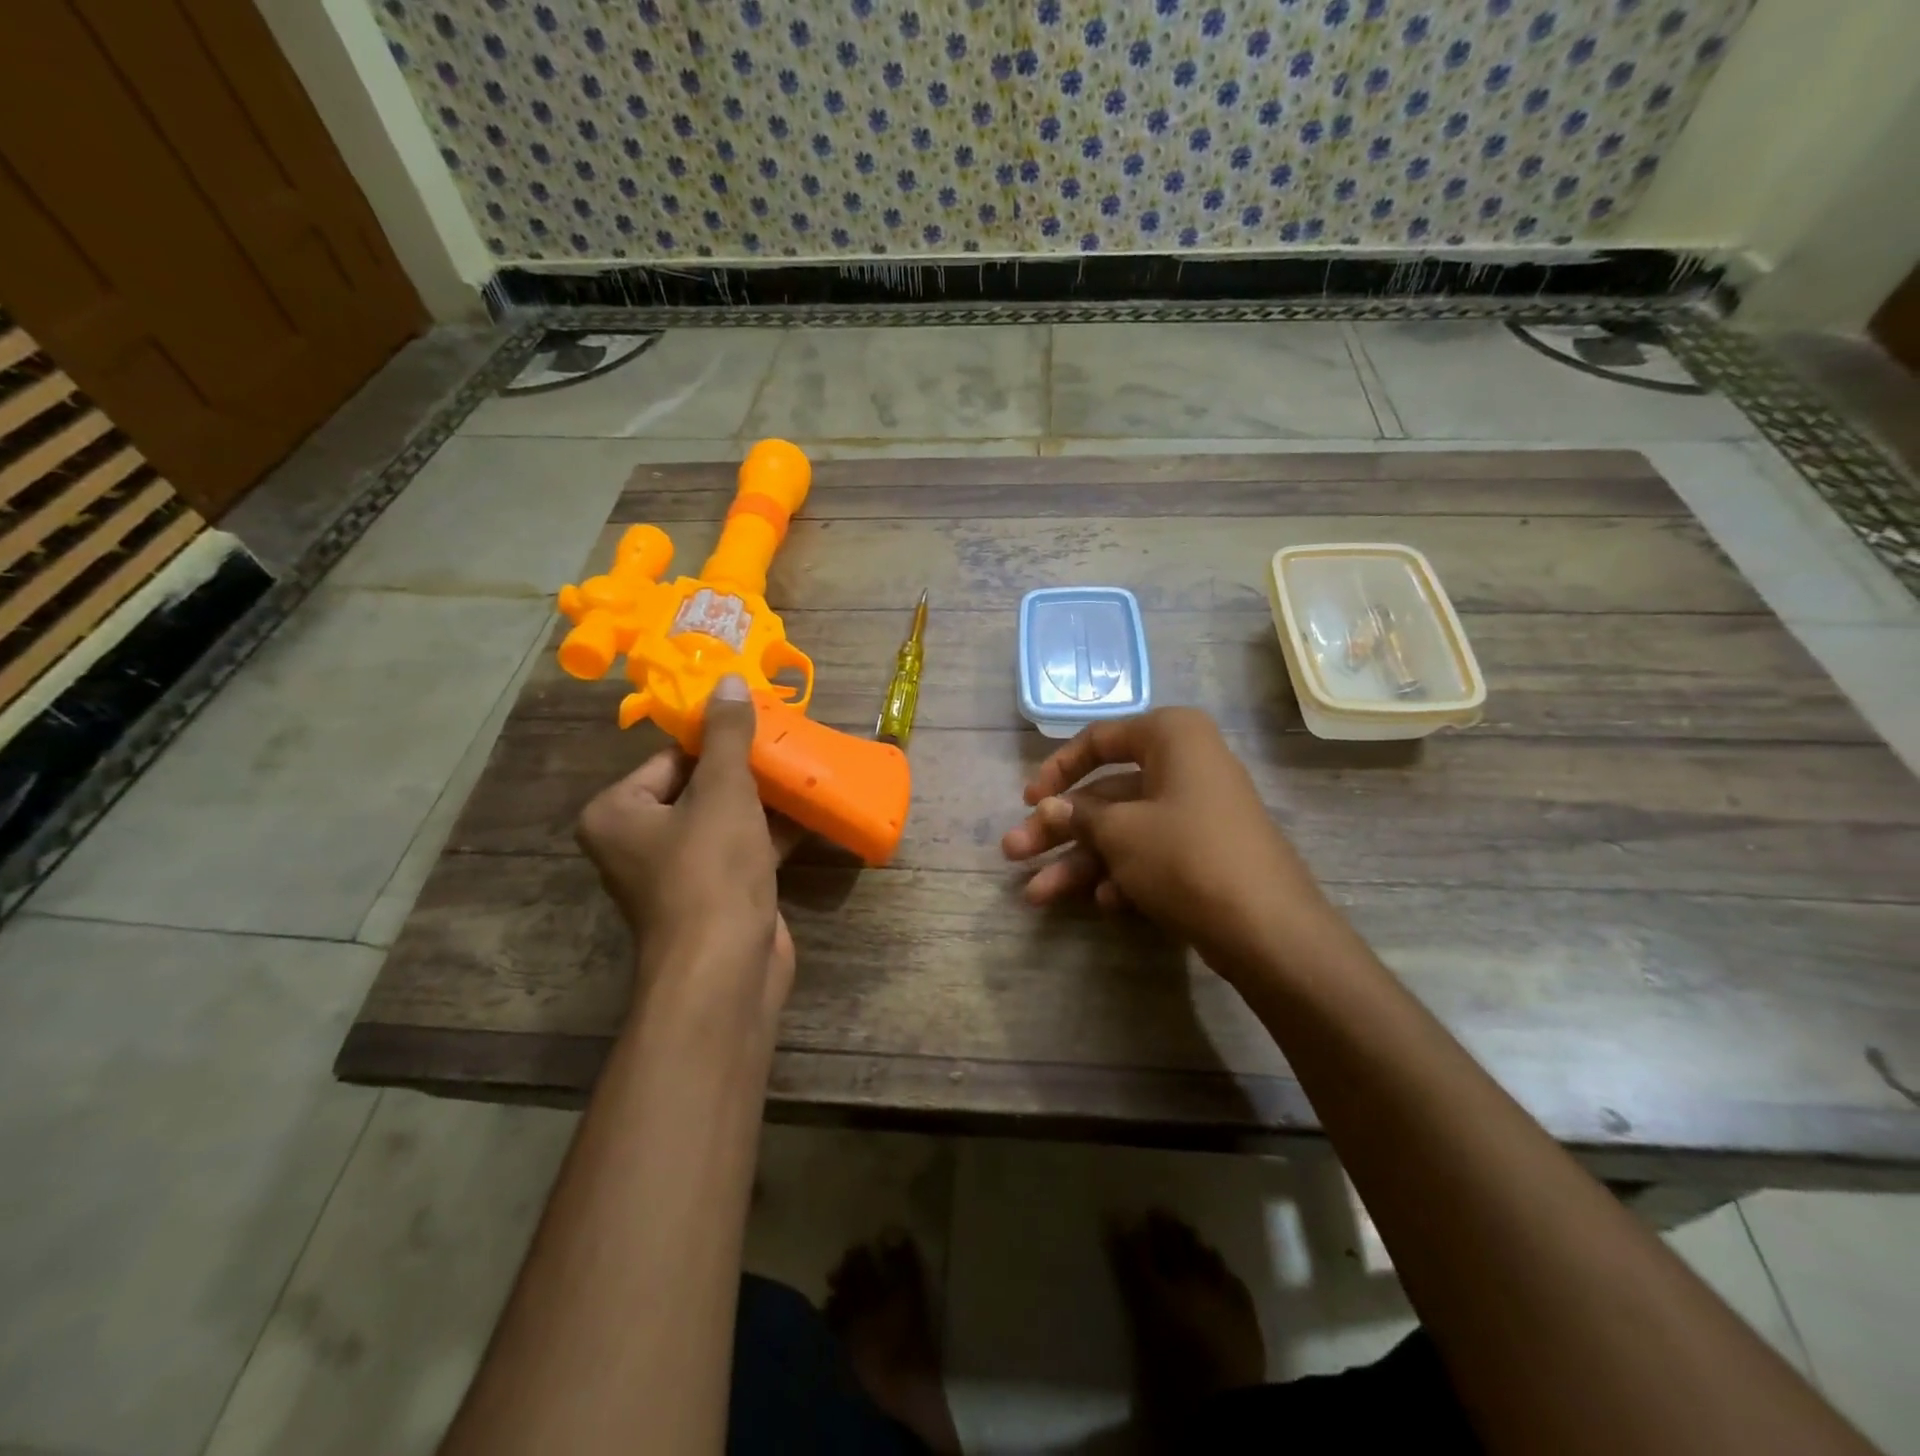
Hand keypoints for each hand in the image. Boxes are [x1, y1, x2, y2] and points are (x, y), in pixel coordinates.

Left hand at [577, 675, 800, 1019]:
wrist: (726, 970)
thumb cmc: (711, 870)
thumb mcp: (723, 790)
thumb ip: (728, 735)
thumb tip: (726, 679)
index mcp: (618, 813)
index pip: (672, 758)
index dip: (719, 740)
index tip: (762, 723)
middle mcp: (640, 842)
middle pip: (701, 787)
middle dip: (748, 770)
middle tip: (790, 742)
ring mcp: (680, 873)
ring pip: (727, 819)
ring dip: (766, 800)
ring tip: (807, 769)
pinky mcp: (717, 896)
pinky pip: (745, 849)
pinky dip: (774, 833)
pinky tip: (814, 810)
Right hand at [1000, 708, 1340, 985]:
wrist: (1267, 929)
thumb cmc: (1186, 856)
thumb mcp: (1121, 832)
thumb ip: (1078, 815)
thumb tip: (1049, 807)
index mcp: (1172, 737)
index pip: (1100, 740)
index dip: (1057, 769)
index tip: (1028, 801)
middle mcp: (1186, 766)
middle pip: (1105, 794)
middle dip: (1058, 830)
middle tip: (1012, 852)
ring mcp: (1197, 812)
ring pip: (1122, 829)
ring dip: (1079, 861)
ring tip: (1035, 894)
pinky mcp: (1203, 853)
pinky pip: (1149, 853)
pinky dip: (1121, 874)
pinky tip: (1103, 903)